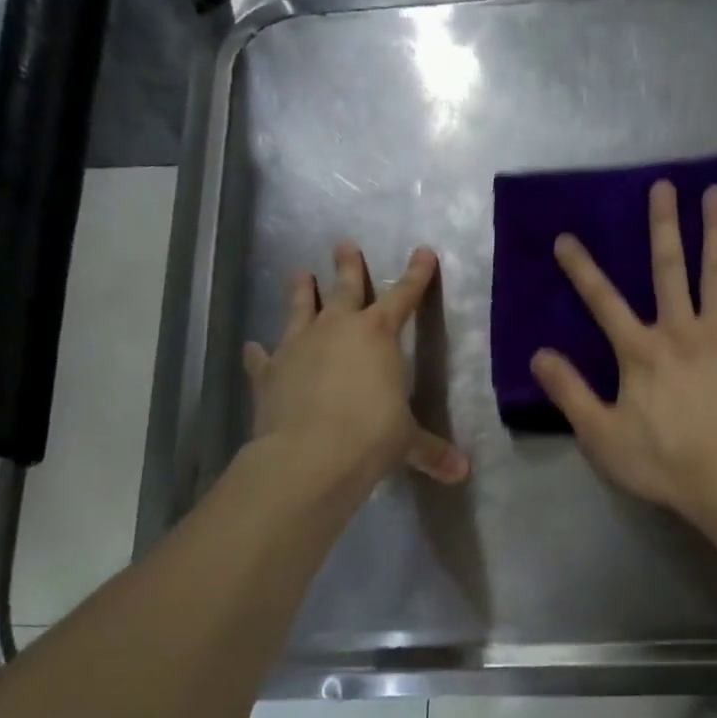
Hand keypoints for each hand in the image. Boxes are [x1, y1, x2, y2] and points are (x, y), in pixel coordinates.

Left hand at [243, 241, 468, 490]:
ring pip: (300, 309)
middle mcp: (337, 330)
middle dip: (348, 266)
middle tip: (343, 244)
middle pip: (345, 288)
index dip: (416, 275)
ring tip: (299, 272)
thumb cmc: (371, 437)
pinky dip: (260, 353)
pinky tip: (254, 347)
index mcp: (378, 335)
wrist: (310, 455)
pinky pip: (264, 357)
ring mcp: (298, 347)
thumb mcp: (407, 442)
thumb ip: (432, 451)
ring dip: (301, 291)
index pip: (404, 296)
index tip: (423, 251)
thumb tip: (462, 473)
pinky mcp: (269, 372)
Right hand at [530, 180, 716, 521]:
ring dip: (716, 231)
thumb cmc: (662, 462)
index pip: (602, 301)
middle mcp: (679, 330)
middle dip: (662, 226)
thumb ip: (569, 391)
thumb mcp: (600, 434)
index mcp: (639, 351)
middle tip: (663, 186)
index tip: (566, 238)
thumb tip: (539, 354)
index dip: (581, 269)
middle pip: (668, 269)